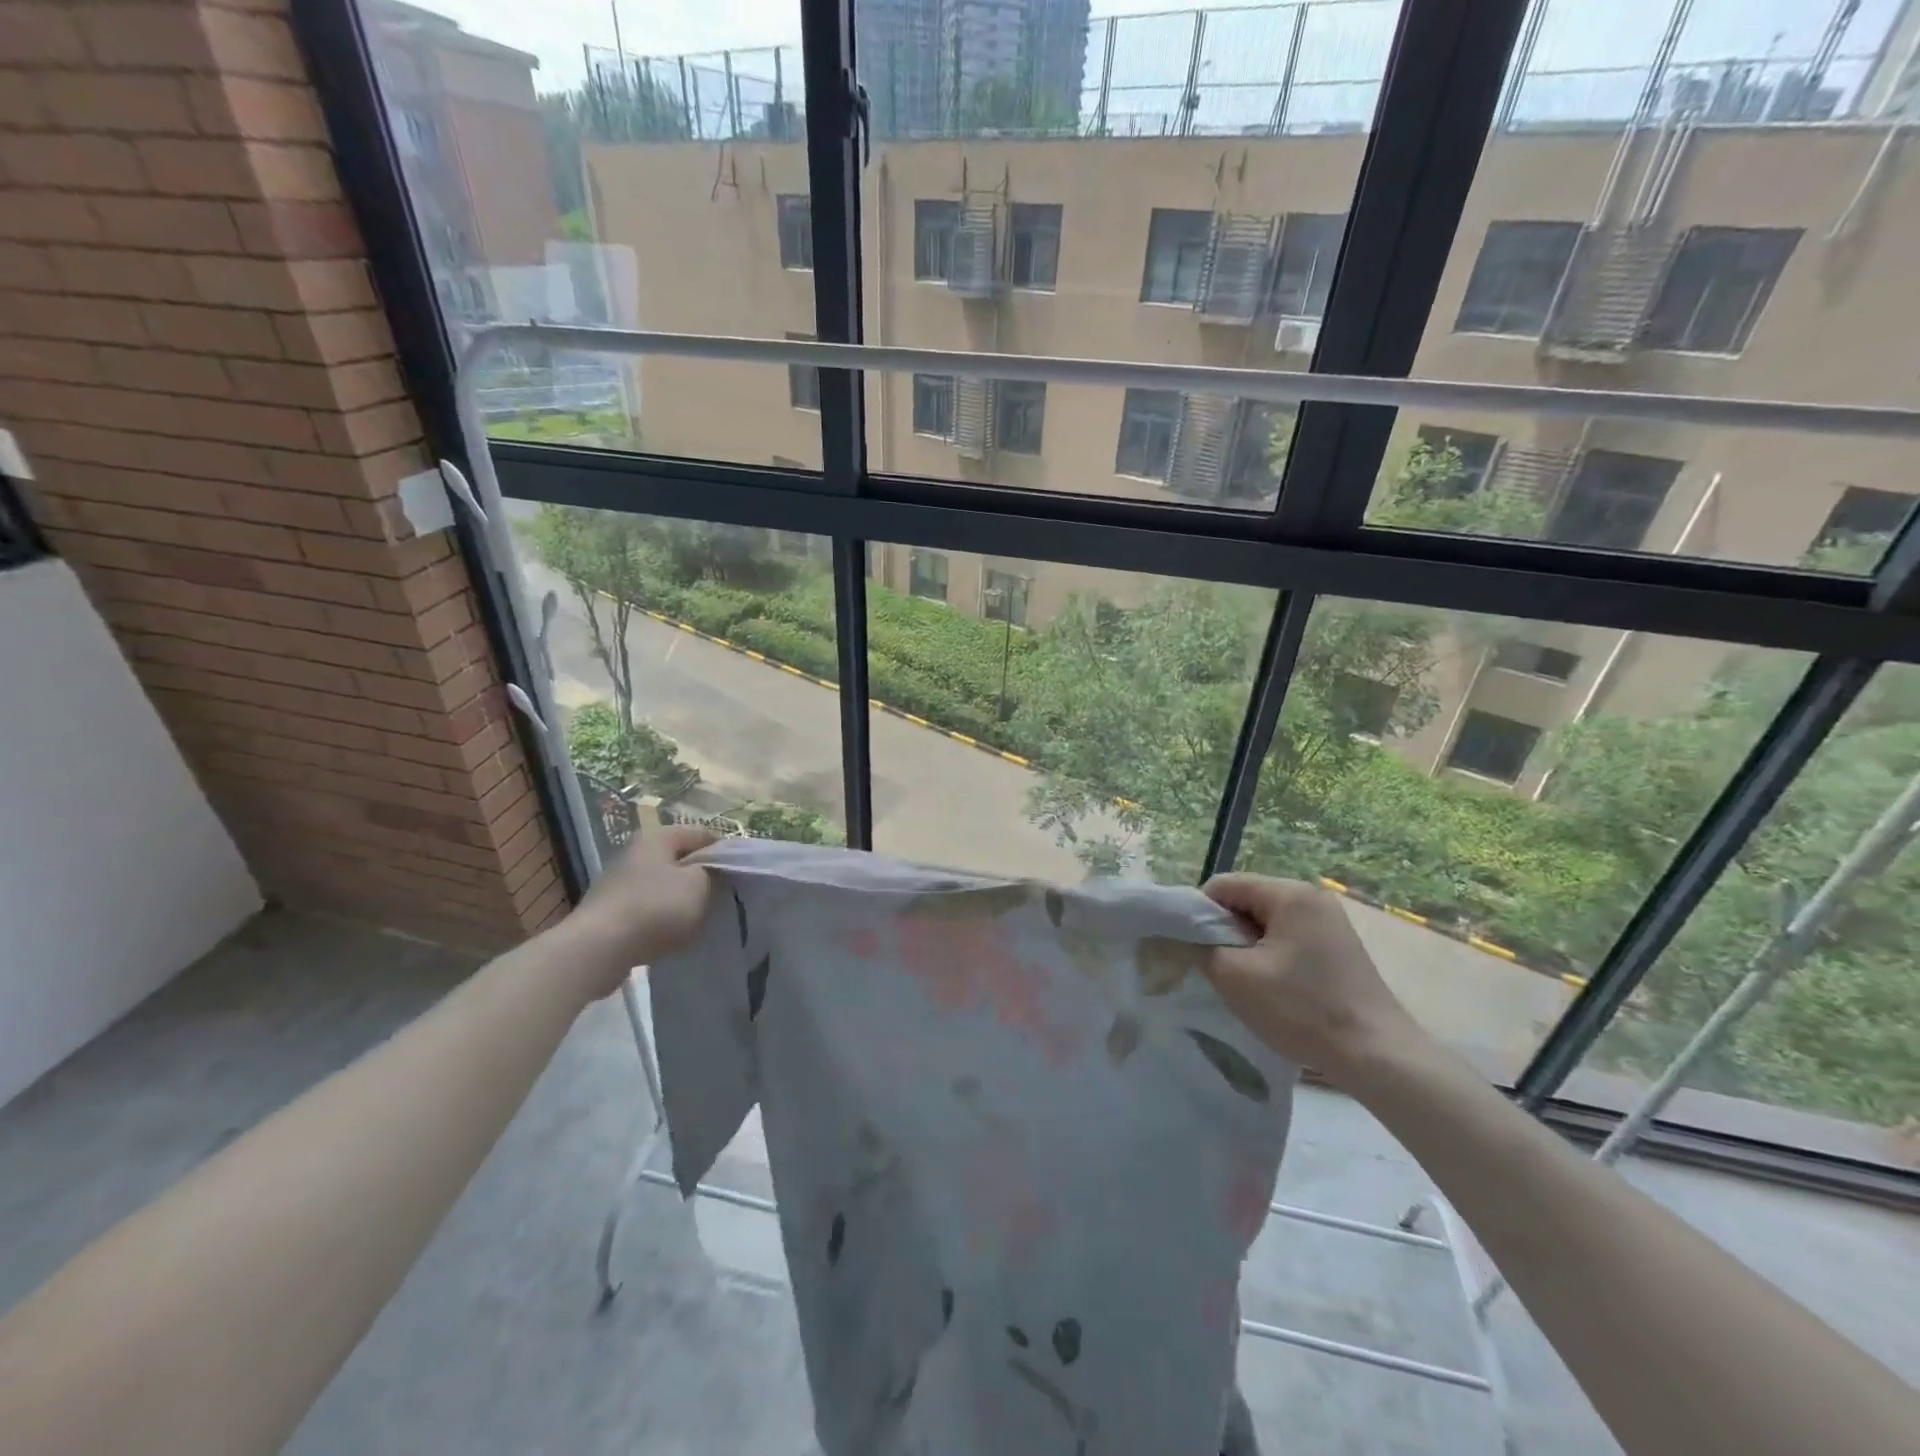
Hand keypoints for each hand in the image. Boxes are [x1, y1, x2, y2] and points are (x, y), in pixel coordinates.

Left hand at [567, 825, 718, 997]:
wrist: (598, 949)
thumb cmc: (656, 907)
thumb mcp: (699, 884)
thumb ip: (712, 872)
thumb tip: (709, 872)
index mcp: (657, 838)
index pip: (700, 833)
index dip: (723, 850)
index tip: (738, 872)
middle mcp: (635, 854)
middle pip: (679, 859)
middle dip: (701, 876)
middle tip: (721, 896)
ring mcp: (618, 883)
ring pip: (663, 885)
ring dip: (681, 899)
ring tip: (698, 918)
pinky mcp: (609, 912)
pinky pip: (646, 909)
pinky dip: (661, 919)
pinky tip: (671, 935)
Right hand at [1200, 874, 1425, 1084]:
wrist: (1376, 1056)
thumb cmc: (1301, 1009)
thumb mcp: (1235, 976)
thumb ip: (1199, 946)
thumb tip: (1182, 934)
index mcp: (1289, 893)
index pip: (1223, 885)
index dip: (1198, 912)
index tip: (1190, 948)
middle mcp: (1312, 896)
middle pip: (1246, 900)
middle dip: (1224, 930)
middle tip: (1214, 967)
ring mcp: (1330, 921)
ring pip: (1266, 921)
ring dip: (1246, 945)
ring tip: (1242, 980)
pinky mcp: (1339, 947)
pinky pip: (1289, 937)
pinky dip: (1270, 955)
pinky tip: (1270, 987)